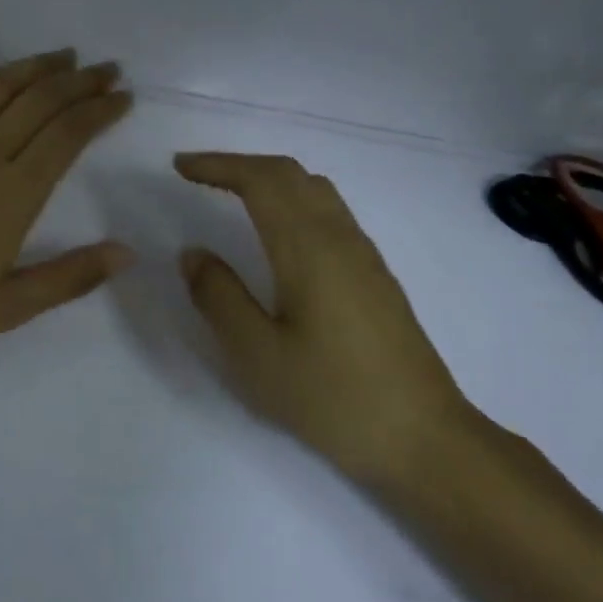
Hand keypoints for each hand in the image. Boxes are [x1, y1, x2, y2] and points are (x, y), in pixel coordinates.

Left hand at [0, 49, 133, 369]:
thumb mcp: (10, 307)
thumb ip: (71, 277)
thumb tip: (128, 252)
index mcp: (14, 193)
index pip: (68, 135)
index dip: (100, 110)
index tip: (124, 96)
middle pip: (40, 101)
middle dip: (80, 81)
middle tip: (106, 69)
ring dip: (34, 66)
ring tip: (63, 56)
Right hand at [175, 152, 479, 486]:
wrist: (424, 437)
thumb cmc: (333, 398)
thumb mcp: (258, 355)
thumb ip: (219, 297)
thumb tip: (193, 253)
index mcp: (308, 248)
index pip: (260, 180)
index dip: (217, 165)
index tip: (179, 167)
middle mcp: (338, 236)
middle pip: (288, 173)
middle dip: (239, 164)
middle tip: (196, 174)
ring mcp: (362, 253)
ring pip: (313, 188)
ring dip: (268, 178)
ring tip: (231, 193)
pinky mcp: (374, 273)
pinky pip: (328, 210)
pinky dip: (291, 197)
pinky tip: (277, 231)